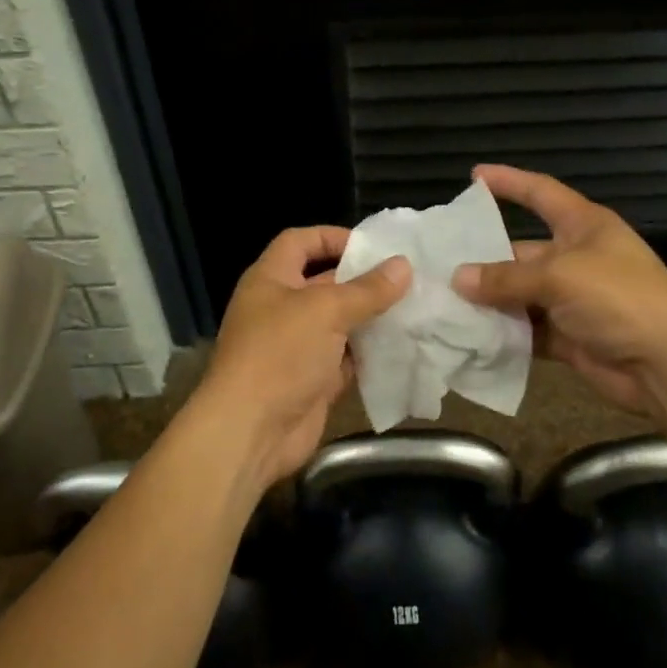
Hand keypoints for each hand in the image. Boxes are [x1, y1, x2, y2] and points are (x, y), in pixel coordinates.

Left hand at [192, 226, 410, 487]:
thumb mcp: (326, 311)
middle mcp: (281, 308)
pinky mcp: (313, 380)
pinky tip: (404, 345)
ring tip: (415, 308)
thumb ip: (367, 289)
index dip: (332, 236)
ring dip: (372, 318)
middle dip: (363, 280)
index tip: (372, 244)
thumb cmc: (280, 354)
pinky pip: (346, 358)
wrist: (251, 431)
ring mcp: (297, 346)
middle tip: (408, 277)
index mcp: (271, 279)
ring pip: (340, 323)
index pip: (300, 242)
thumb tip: (403, 265)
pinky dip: (370, 353)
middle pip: (325, 282)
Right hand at [451, 165, 666, 413]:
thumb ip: (506, 279)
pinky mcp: (568, 334)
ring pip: (519, 293)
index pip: (541, 193)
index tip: (474, 175)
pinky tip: (468, 335)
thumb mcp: (559, 278)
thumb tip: (458, 279)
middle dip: (484, 259)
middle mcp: (576, 258)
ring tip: (443, 302)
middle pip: (521, 251)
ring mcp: (572, 299)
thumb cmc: (619, 300)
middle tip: (438, 264)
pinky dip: (503, 333)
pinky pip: (527, 329)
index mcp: (584, 226)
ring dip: (489, 301)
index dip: (510, 182)